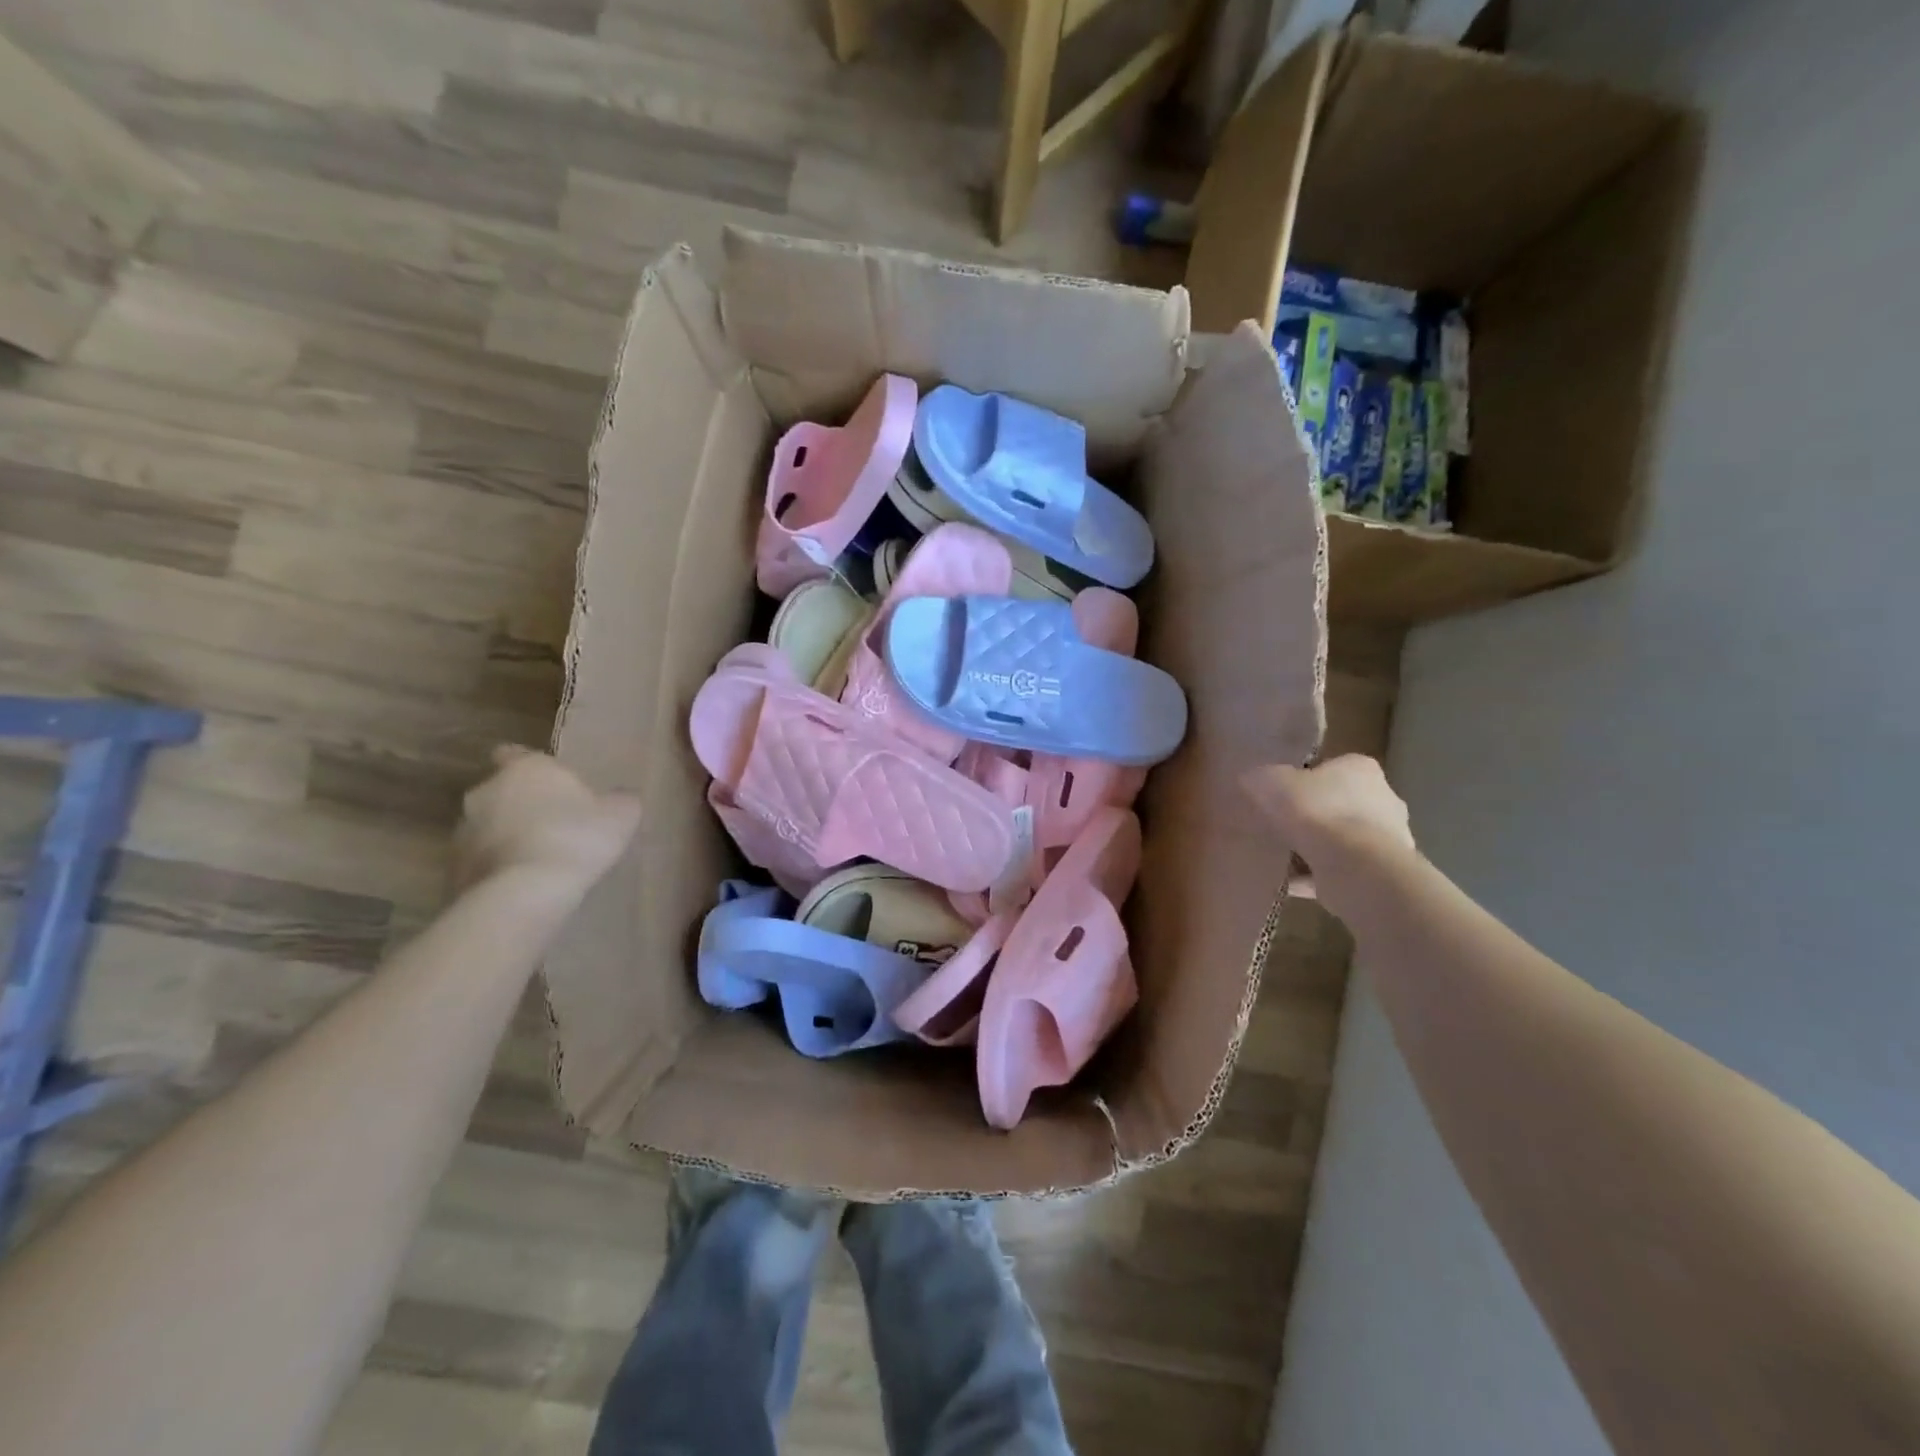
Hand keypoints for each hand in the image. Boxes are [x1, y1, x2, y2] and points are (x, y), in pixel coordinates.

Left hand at [453, 746, 641, 894]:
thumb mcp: (621, 815)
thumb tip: (620, 797)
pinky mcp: (452, 867)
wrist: (524, 892)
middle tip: (552, 825)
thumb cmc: (576, 838)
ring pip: (487, 826)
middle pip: (501, 791)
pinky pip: (480, 860)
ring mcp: (463, 830)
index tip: (552, 786)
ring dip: (506, 836)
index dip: (532, 769)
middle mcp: (486, 790)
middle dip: (520, 804)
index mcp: (526, 768)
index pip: (514, 753)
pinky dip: (497, 866)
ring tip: (537, 859)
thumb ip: (619, 800)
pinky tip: (523, 883)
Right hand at [1243, 756, 1412, 916]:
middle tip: (1279, 828)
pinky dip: (1320, 876)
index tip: (1279, 797)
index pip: (1328, 768)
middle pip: (1338, 804)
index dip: (1301, 782)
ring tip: (1283, 859)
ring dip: (1316, 848)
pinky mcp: (1383, 871)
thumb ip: (1261, 777)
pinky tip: (1292, 884)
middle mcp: (1383, 797)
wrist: (1354, 866)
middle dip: (1312, 816)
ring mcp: (1389, 837)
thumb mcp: (1271, 782)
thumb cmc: (1315, 811)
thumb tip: (1252, 779)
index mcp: (1359, 768)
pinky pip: (1343, 869)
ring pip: (1342, 838)